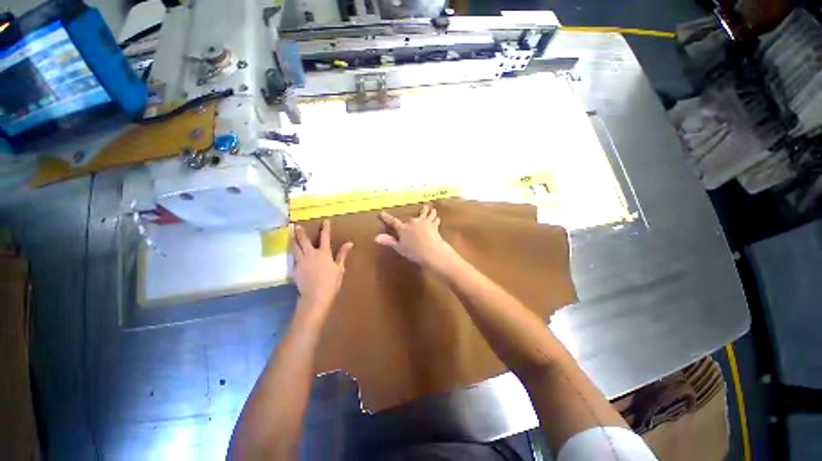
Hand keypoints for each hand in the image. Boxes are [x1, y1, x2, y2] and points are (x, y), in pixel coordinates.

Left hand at [292, 220, 353, 311]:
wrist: (316, 295)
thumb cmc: (331, 282)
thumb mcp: (339, 268)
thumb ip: (342, 254)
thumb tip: (349, 243)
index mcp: (324, 253)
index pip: (325, 237)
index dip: (325, 228)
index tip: (325, 221)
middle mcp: (311, 254)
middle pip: (304, 240)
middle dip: (300, 232)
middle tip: (296, 225)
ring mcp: (301, 261)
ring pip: (295, 248)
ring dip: (293, 240)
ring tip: (290, 235)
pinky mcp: (295, 269)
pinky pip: (292, 258)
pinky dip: (292, 253)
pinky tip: (291, 252)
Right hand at [376, 204, 458, 270]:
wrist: (431, 251)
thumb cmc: (414, 252)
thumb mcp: (399, 248)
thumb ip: (389, 241)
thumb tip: (376, 237)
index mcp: (403, 228)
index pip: (393, 222)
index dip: (386, 218)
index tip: (382, 213)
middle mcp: (413, 223)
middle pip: (411, 218)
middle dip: (411, 218)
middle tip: (412, 214)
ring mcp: (424, 223)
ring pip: (426, 215)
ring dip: (428, 212)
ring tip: (431, 208)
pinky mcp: (433, 225)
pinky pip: (434, 220)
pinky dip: (435, 219)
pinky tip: (437, 217)